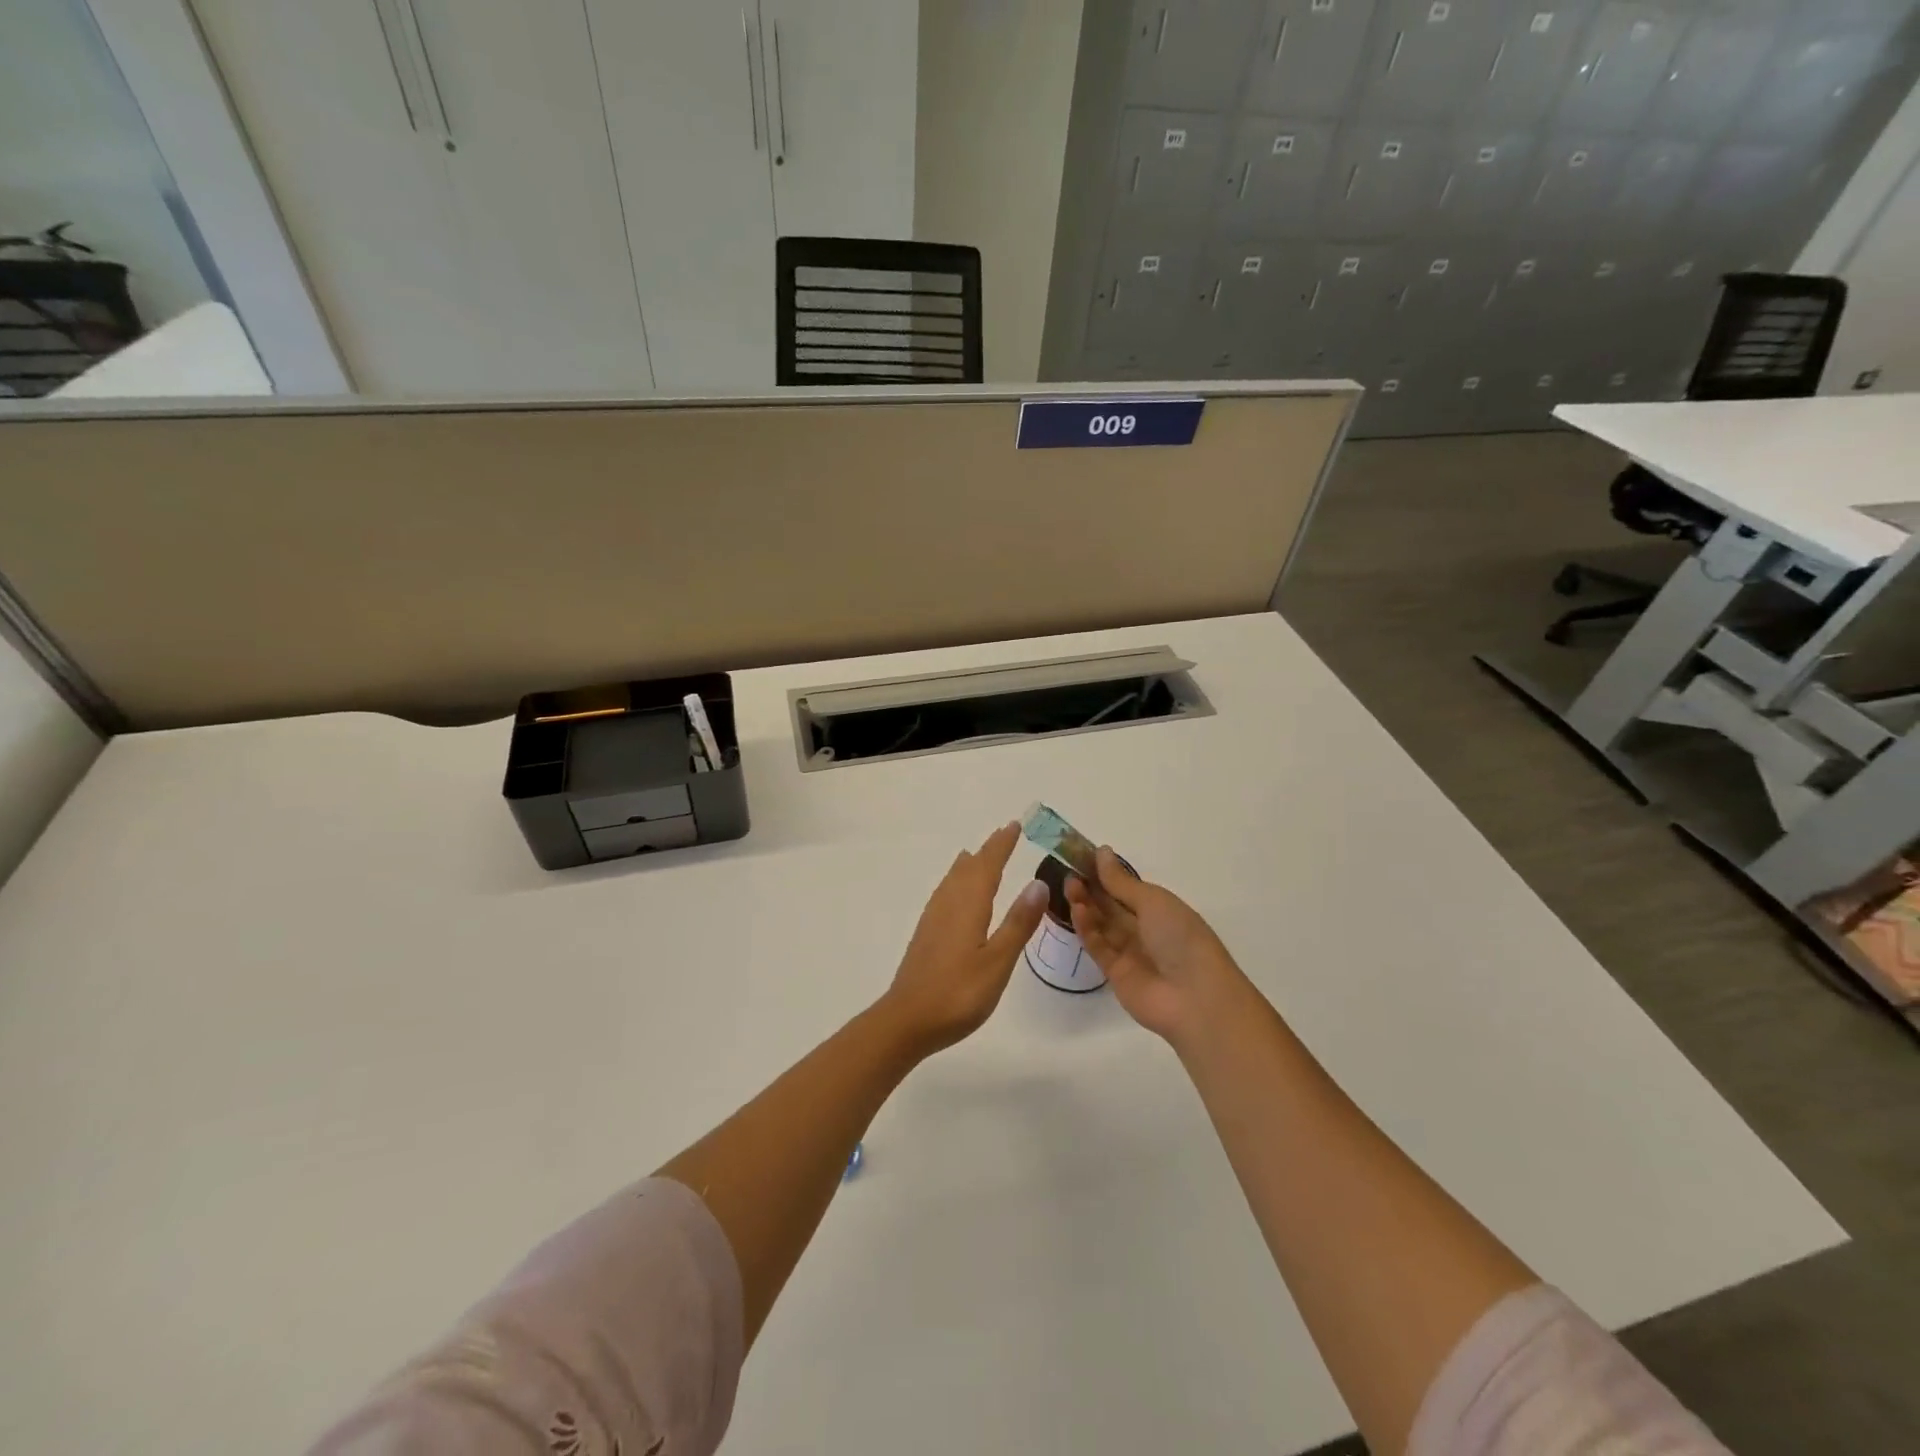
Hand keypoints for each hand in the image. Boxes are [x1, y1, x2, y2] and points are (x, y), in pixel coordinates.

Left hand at [879, 823, 1049, 1057]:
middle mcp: (949, 904)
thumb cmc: (959, 993)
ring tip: (977, 856)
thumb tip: (1038, 882)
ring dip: (969, 865)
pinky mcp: (926, 934)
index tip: (1014, 825)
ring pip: (953, 880)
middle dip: (987, 851)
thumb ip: (1018, 923)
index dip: (1001, 845)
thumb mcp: (998, 961)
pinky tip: (955, 895)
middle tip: (1003, 834)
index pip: (988, 866)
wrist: (908, 1019)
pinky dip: (955, 882)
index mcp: (969, 906)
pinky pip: (944, 894)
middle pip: (969, 868)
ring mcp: (934, 919)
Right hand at [1065, 847, 1251, 1046]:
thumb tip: (1101, 851)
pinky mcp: (1115, 973)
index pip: (1126, 888)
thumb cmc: (1182, 938)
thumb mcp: (1153, 901)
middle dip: (1091, 888)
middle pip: (1111, 906)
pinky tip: (1076, 910)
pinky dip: (1086, 929)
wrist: (1196, 998)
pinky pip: (1098, 946)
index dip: (1104, 873)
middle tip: (1068, 871)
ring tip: (1069, 886)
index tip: (1080, 857)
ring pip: (1101, 924)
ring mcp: (1129, 952)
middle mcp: (1144, 929)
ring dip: (1086, 905)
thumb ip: (1121, 881)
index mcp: (1160, 909)